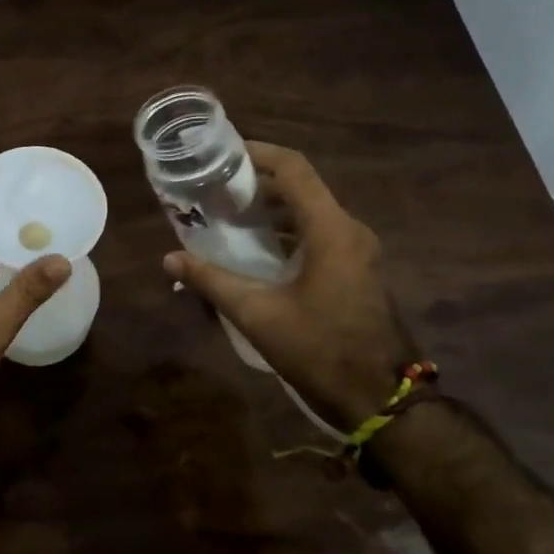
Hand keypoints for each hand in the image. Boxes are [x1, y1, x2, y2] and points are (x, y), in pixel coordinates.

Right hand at [163, 142, 413, 428]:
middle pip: (301, 188)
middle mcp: (350, 231)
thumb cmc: (321, 350)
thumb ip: (212, 282)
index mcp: (331, 230)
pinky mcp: (357, 272)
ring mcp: (358, 253)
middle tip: (214, 188)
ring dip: (271, 210)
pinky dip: (286, 233)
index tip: (222, 153)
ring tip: (227, 217)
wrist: (384, 400)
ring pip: (310, 213)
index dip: (259, 153)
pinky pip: (319, 236)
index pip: (294, 169)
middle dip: (257, 183)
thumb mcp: (258, 315)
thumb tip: (169, 259)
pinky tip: (256, 253)